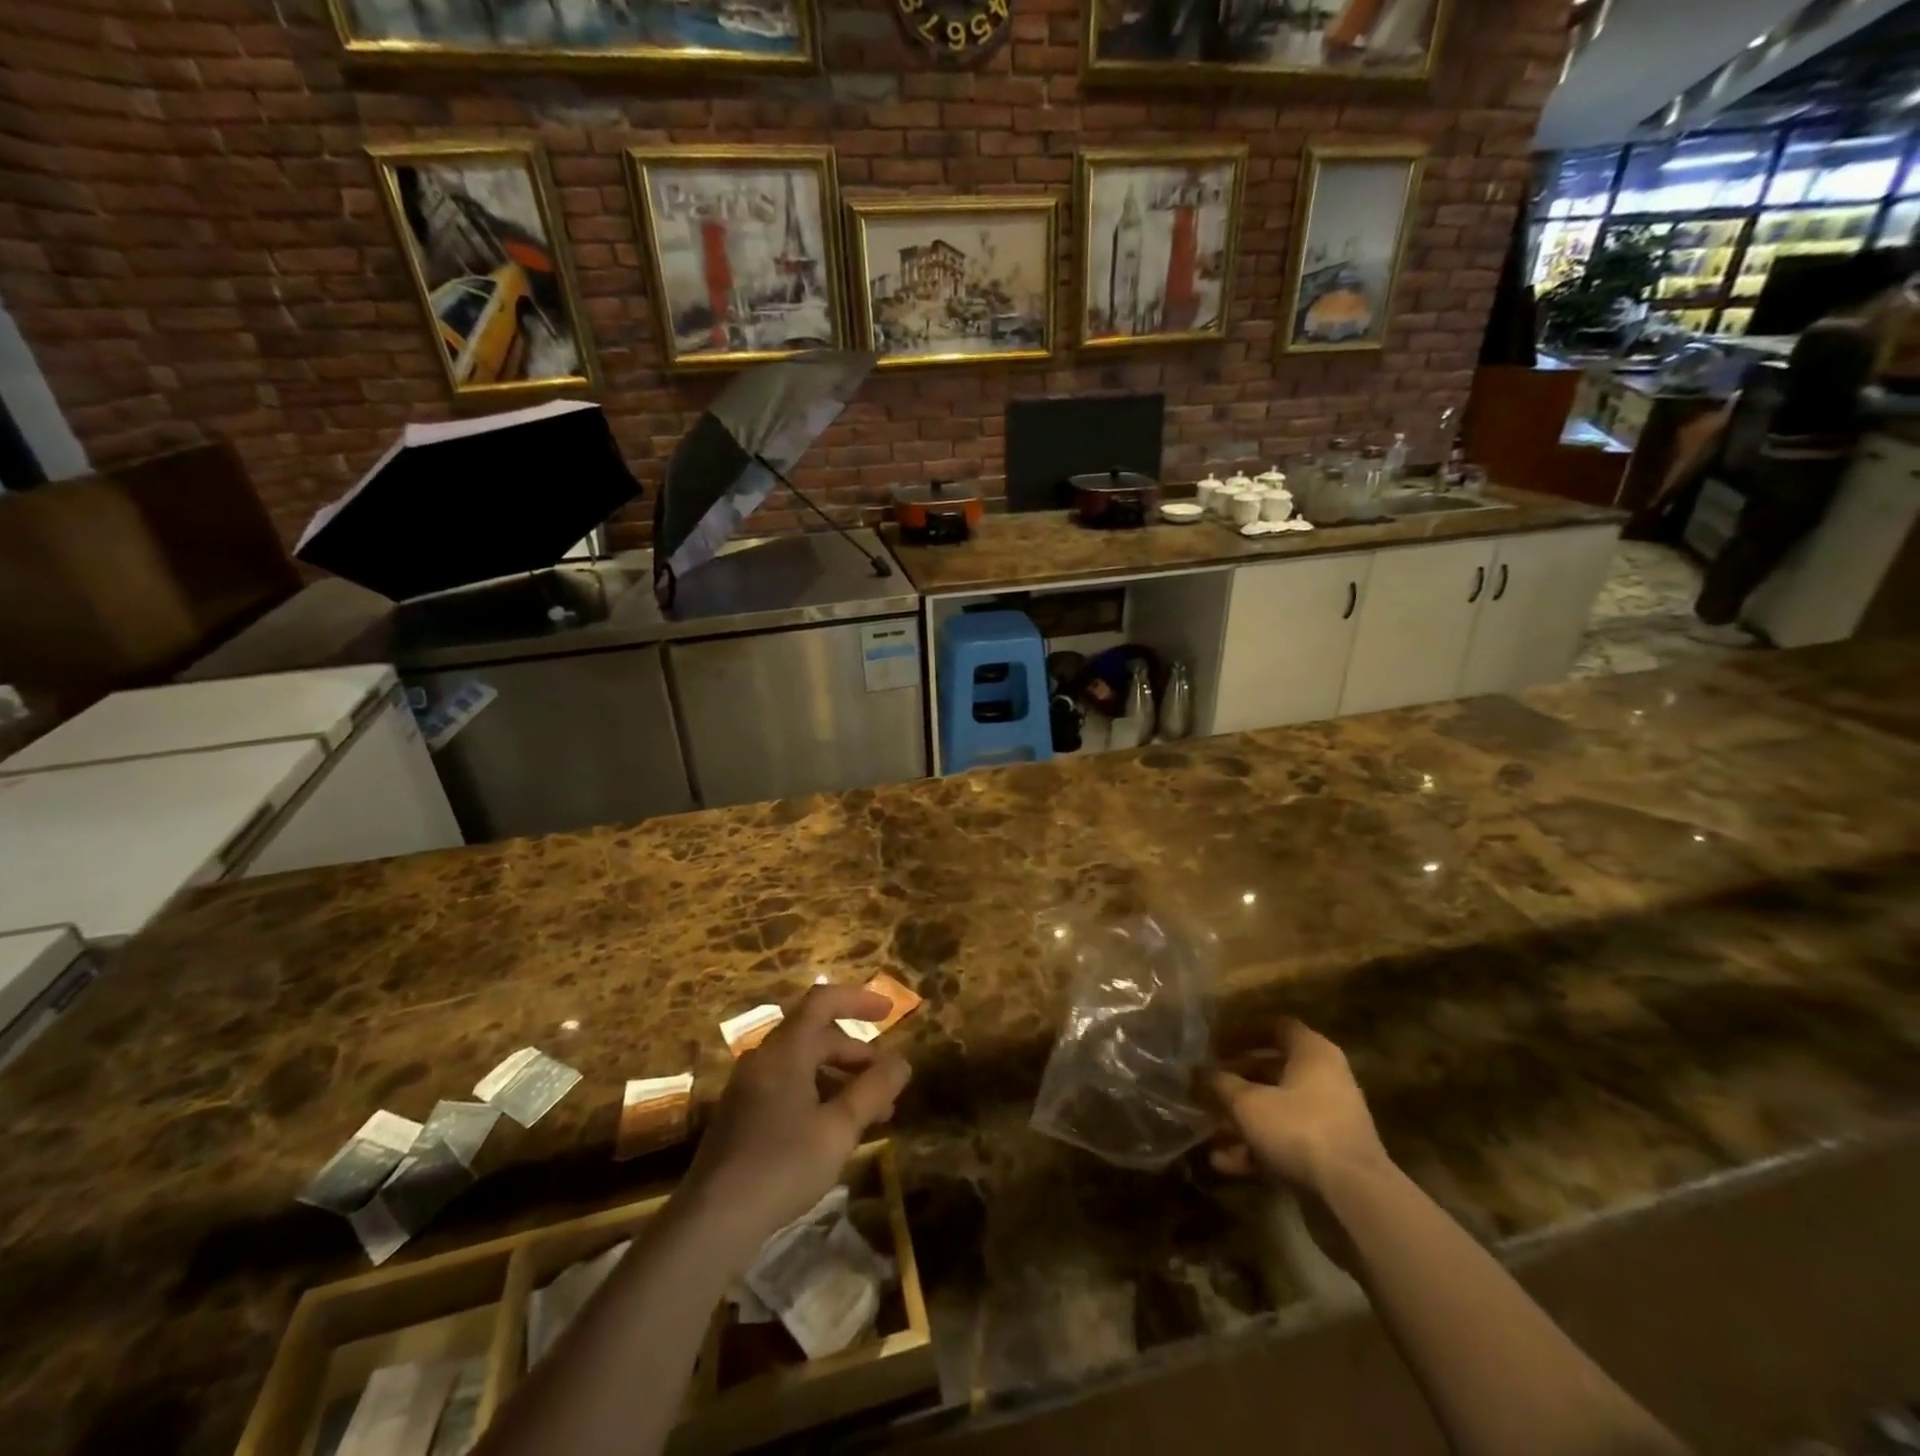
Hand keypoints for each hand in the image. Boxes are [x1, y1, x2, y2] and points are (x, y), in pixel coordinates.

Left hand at [679, 984, 911, 1261]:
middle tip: (887, 1081)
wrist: (711, 1222)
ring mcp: (748, 1087)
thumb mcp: (840, 1128)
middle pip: (816, 1035)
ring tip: (869, 1113)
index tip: (889, 1013)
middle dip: (856, 1052)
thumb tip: (902, 1062)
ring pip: (802, 1064)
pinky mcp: (741, 1115)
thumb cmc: (782, 1166)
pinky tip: (832, 1130)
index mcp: (786, 1051)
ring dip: (839, 1077)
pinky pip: (787, 1085)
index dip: (858, 999)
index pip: (823, 1001)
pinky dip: (817, 1093)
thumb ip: (874, 1090)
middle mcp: (764, 1058)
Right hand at [1207, 1019, 1388, 1195]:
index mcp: (1313, 1054)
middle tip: (1205, 1082)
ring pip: (1275, 1110)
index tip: (1214, 1042)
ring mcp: (1327, 1121)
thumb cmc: (1298, 1129)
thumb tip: (1195, 1071)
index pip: (1276, 1027)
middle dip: (1236, 1078)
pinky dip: (1255, 1149)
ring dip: (1241, 1118)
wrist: (1352, 1198)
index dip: (1243, 1031)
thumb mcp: (1248, 1103)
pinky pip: (1283, 1142)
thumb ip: (1219, 1084)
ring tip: (1206, 1125)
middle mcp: (1324, 1081)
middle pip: (1273, 1070)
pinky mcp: (1325, 1157)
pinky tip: (1222, 1162)